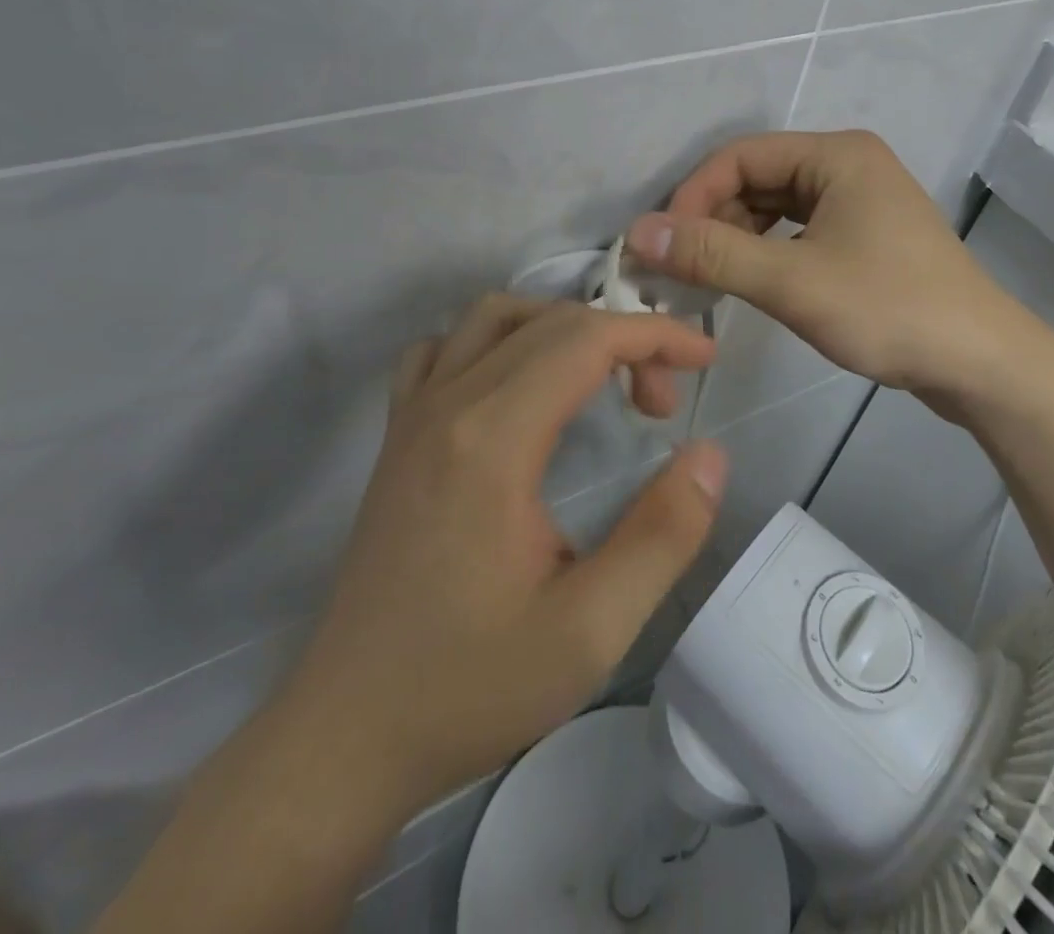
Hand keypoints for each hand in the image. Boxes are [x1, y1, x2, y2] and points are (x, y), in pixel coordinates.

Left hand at [272, 296, 724, 850]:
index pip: (586, 339)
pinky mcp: (396, 436)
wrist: (345, 736)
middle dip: (624, 340)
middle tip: (662, 405)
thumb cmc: (470, 685)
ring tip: (600, 378)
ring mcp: (412, 415)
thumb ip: (662, 535)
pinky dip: (494, 341)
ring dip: (561, 328)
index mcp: (493, 440)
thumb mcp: (590, 631)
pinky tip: (516, 386)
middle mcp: (448, 405)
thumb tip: (709, 455)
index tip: (705, 358)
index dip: (655, 335)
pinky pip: (443, 348)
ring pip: (493, 317)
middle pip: (549, 322)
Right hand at [627, 131, 1053, 411]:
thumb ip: (713, 254)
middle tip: (677, 270)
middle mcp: (848, 165)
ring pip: (776, 209)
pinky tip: (748, 284)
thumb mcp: (792, 282)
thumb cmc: (889, 309)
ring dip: (736, 240)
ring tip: (705, 281)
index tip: (660, 245)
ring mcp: (860, 201)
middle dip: (713, 221)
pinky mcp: (866, 237)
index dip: (693, 196)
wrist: (981, 363)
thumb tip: (638, 232)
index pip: (740, 156)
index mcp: (836, 154)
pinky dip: (767, 254)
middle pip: (757, 180)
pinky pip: (799, 232)